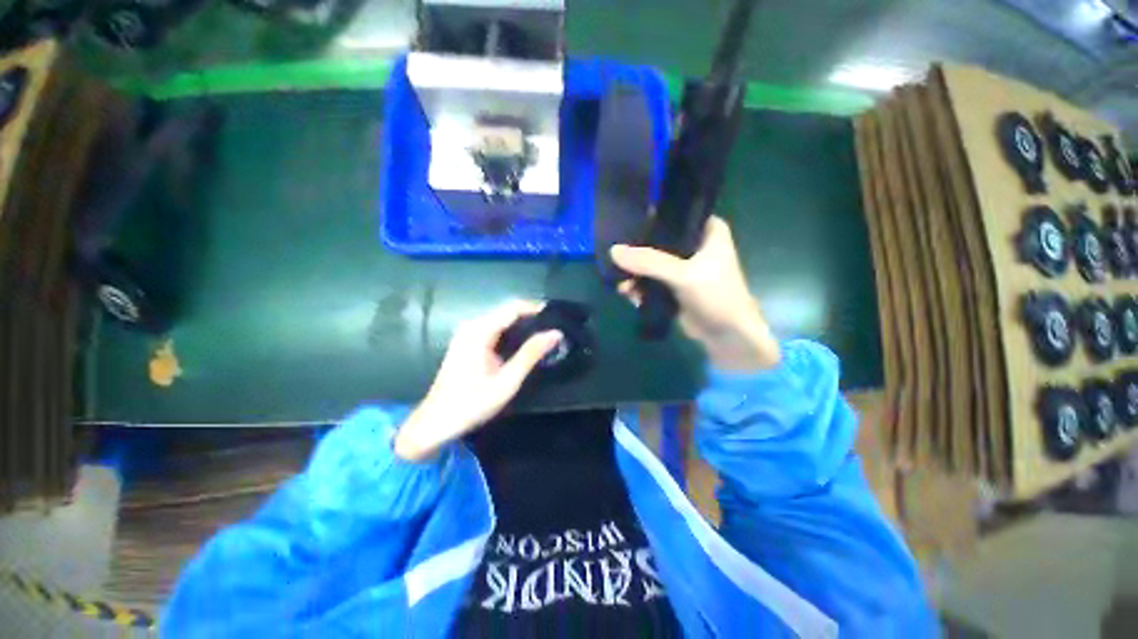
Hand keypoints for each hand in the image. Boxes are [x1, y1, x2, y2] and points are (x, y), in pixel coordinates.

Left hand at [394, 301, 561, 461]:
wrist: (435, 422)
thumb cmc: (472, 403)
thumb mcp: (507, 381)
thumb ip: (531, 354)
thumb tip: (555, 333)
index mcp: (479, 331)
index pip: (513, 308)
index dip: (536, 308)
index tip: (557, 316)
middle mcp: (471, 326)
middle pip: (507, 311)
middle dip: (531, 316)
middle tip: (553, 328)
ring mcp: (467, 333)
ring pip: (501, 319)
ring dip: (522, 324)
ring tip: (544, 334)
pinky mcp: (466, 341)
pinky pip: (493, 328)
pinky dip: (511, 332)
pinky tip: (523, 343)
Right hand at [611, 216, 779, 371]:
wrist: (726, 335)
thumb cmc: (716, 296)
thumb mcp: (684, 275)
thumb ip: (649, 262)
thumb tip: (613, 251)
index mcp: (705, 230)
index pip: (671, 215)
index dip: (647, 219)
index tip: (622, 225)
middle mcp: (692, 243)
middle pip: (655, 239)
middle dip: (635, 252)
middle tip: (616, 261)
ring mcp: (680, 266)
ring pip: (649, 261)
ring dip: (633, 273)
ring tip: (622, 286)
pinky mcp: (671, 285)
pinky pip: (648, 279)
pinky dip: (638, 286)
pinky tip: (630, 295)